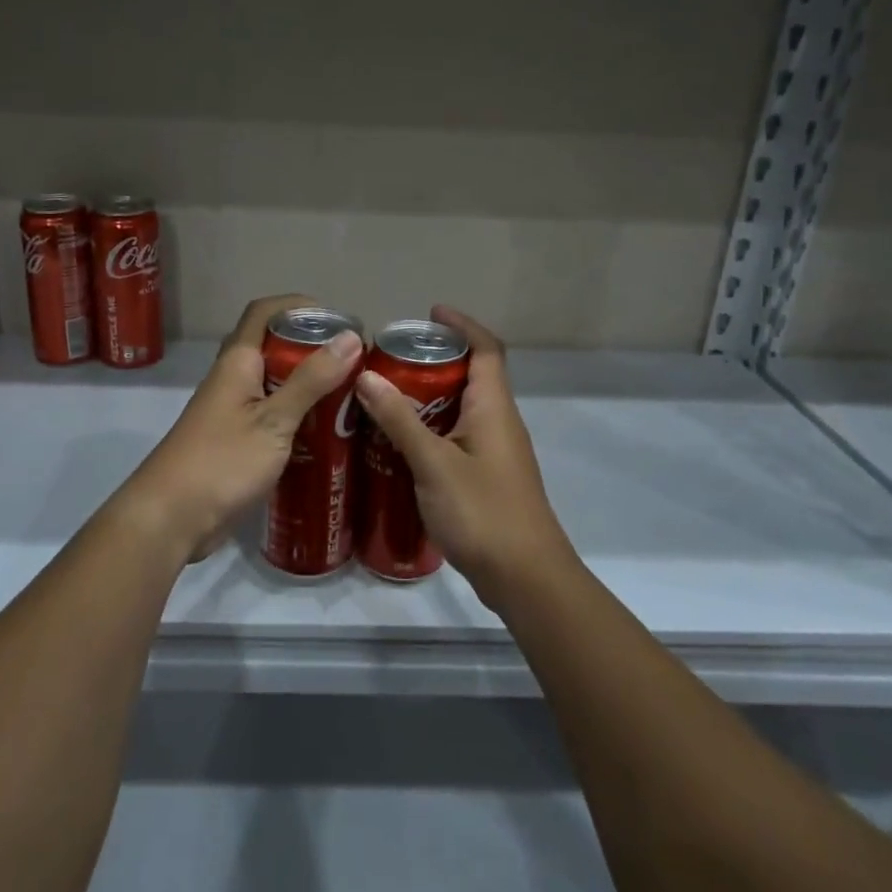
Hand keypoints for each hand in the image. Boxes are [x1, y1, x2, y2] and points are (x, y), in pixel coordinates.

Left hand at [114, 294, 362, 562]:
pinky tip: (326, 434)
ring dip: (308, 385)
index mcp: (237, 362)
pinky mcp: (235, 443)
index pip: (264, 312)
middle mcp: (232, 380)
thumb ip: (311, 380)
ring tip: (350, 395)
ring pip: (274, 384)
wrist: (169, 519)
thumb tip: (350, 337)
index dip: (299, 305)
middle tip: (354, 363)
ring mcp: (231, 413)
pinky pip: (271, 416)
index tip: (338, 319)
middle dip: (311, 348)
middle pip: (272, 347)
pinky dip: (298, 417)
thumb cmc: (221, 462)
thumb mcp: (274, 420)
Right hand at [352, 305, 573, 607]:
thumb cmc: (483, 512)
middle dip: (434, 361)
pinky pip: (455, 438)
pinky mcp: (485, 477)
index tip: (429, 313)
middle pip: (470, 376)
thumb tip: (366, 376)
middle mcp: (498, 422)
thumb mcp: (434, 463)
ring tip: (382, 397)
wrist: (525, 578)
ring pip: (460, 409)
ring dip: (427, 398)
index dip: (462, 325)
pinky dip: (428, 430)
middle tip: (389, 359)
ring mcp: (494, 452)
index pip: (486, 349)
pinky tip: (396, 445)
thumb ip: (400, 419)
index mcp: (493, 407)